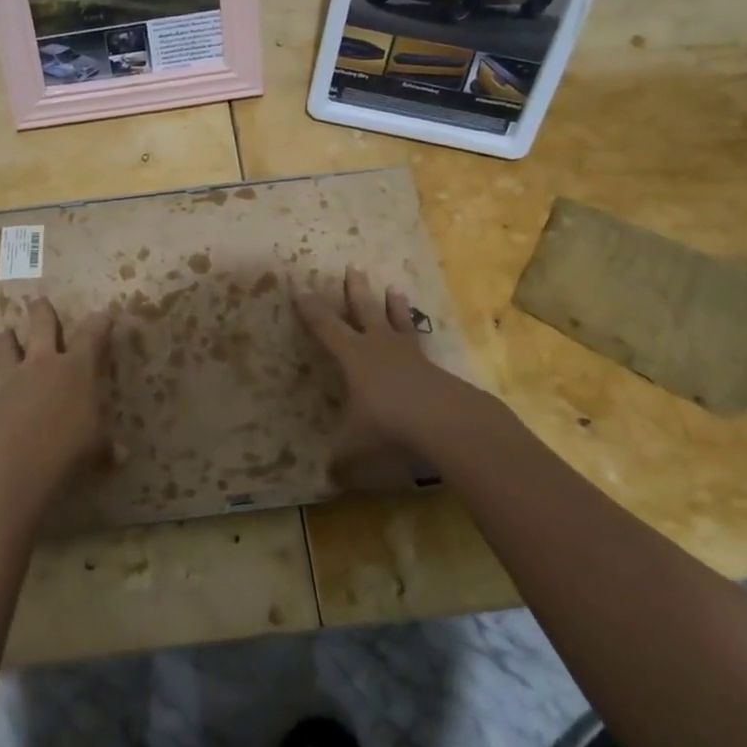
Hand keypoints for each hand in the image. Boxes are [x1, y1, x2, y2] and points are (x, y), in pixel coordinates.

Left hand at [0, 297, 118, 496]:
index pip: (92, 335)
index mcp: (77, 368)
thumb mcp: (96, 449)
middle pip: (42, 325)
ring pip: (6, 346)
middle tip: (39, 301)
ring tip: (4, 333)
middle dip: (42, 311)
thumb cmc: (67, 448)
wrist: (12, 465)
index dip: (100, 323)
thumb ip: (106, 447)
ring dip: (7, 338)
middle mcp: (44, 364)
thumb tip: (122, 455)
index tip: (104, 315)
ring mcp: (13, 379)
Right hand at [294, 266, 462, 487]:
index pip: (325, 327)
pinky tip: (419, 337)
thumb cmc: (391, 427)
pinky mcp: (434, 368)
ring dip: (394, 306)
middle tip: (353, 268)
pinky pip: (420, 344)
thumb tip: (329, 478)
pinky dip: (416, 335)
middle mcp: (379, 347)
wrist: (448, 423)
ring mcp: (410, 355)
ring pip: (398, 322)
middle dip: (355, 291)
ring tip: (395, 289)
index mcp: (353, 357)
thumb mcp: (357, 448)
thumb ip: (342, 461)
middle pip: (364, 311)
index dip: (310, 309)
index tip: (299, 289)